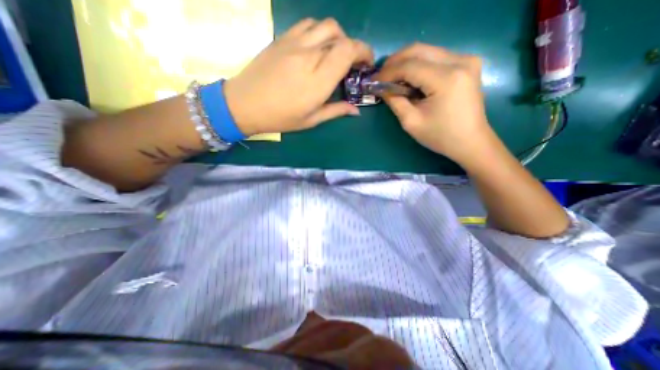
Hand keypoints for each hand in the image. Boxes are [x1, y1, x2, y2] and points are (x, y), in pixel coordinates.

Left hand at [225, 17, 373, 134]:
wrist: (244, 103)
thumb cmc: (280, 117)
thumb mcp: (311, 120)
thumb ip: (336, 111)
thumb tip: (355, 110)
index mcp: (318, 80)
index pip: (348, 51)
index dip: (363, 52)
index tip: (366, 64)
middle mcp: (309, 56)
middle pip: (340, 36)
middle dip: (353, 47)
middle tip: (352, 64)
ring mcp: (294, 43)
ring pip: (325, 25)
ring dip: (337, 37)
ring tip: (335, 54)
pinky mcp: (282, 38)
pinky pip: (308, 24)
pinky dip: (320, 31)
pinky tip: (317, 47)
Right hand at [374, 41, 490, 164]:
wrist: (470, 141)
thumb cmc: (440, 136)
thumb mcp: (411, 122)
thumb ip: (395, 101)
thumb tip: (382, 88)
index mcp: (446, 79)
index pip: (410, 66)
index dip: (388, 72)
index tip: (374, 81)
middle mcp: (460, 61)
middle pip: (419, 50)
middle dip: (395, 61)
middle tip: (381, 76)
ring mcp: (467, 59)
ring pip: (427, 51)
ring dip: (406, 62)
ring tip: (392, 77)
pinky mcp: (467, 63)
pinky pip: (436, 57)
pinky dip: (419, 65)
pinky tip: (410, 78)